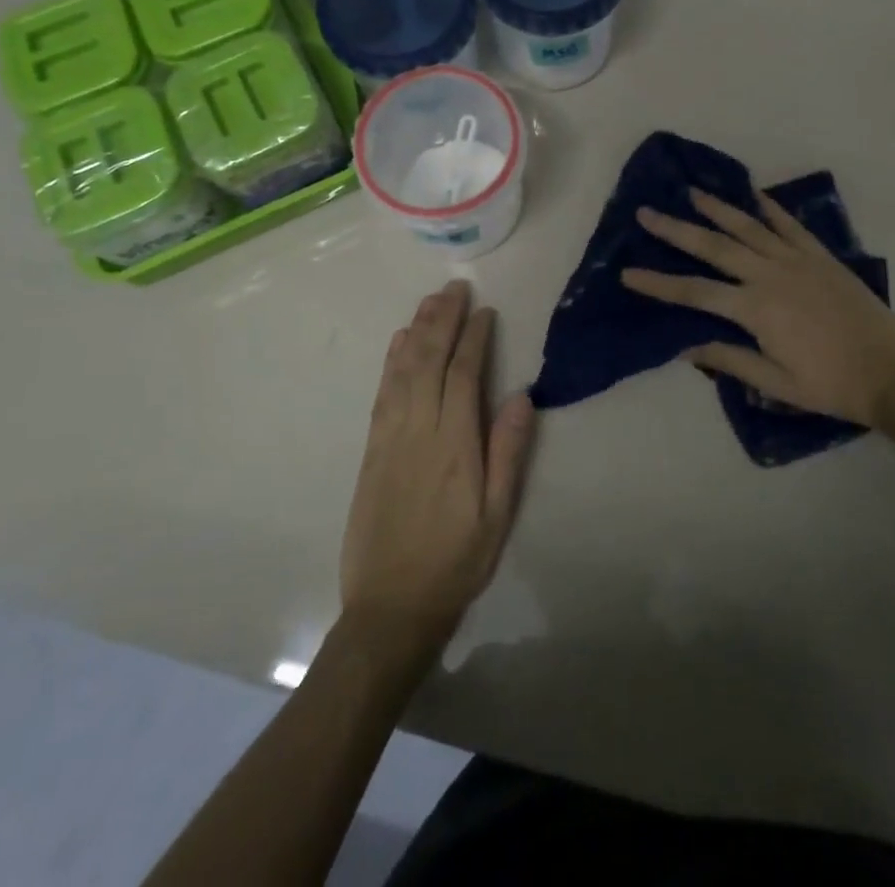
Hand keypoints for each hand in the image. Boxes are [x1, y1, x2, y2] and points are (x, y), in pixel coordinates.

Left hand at [340, 280, 536, 658]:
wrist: (391, 606)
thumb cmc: (456, 561)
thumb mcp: (498, 516)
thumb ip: (509, 453)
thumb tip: (523, 396)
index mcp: (455, 444)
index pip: (465, 374)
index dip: (474, 338)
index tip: (485, 310)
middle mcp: (419, 430)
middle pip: (430, 361)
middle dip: (443, 319)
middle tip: (455, 287)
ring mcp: (390, 437)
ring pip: (402, 370)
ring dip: (417, 330)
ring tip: (431, 300)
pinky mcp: (371, 449)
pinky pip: (382, 393)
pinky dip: (391, 361)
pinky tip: (398, 342)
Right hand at [621, 189, 894, 427]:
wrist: (894, 373)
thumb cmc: (831, 385)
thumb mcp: (776, 385)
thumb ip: (731, 360)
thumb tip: (685, 346)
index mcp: (756, 309)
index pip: (694, 292)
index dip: (658, 284)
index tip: (628, 273)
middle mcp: (771, 275)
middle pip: (714, 247)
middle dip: (677, 230)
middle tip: (647, 212)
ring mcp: (798, 261)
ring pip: (749, 227)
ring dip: (718, 208)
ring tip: (692, 191)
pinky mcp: (821, 256)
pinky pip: (791, 225)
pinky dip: (771, 208)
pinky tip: (755, 195)